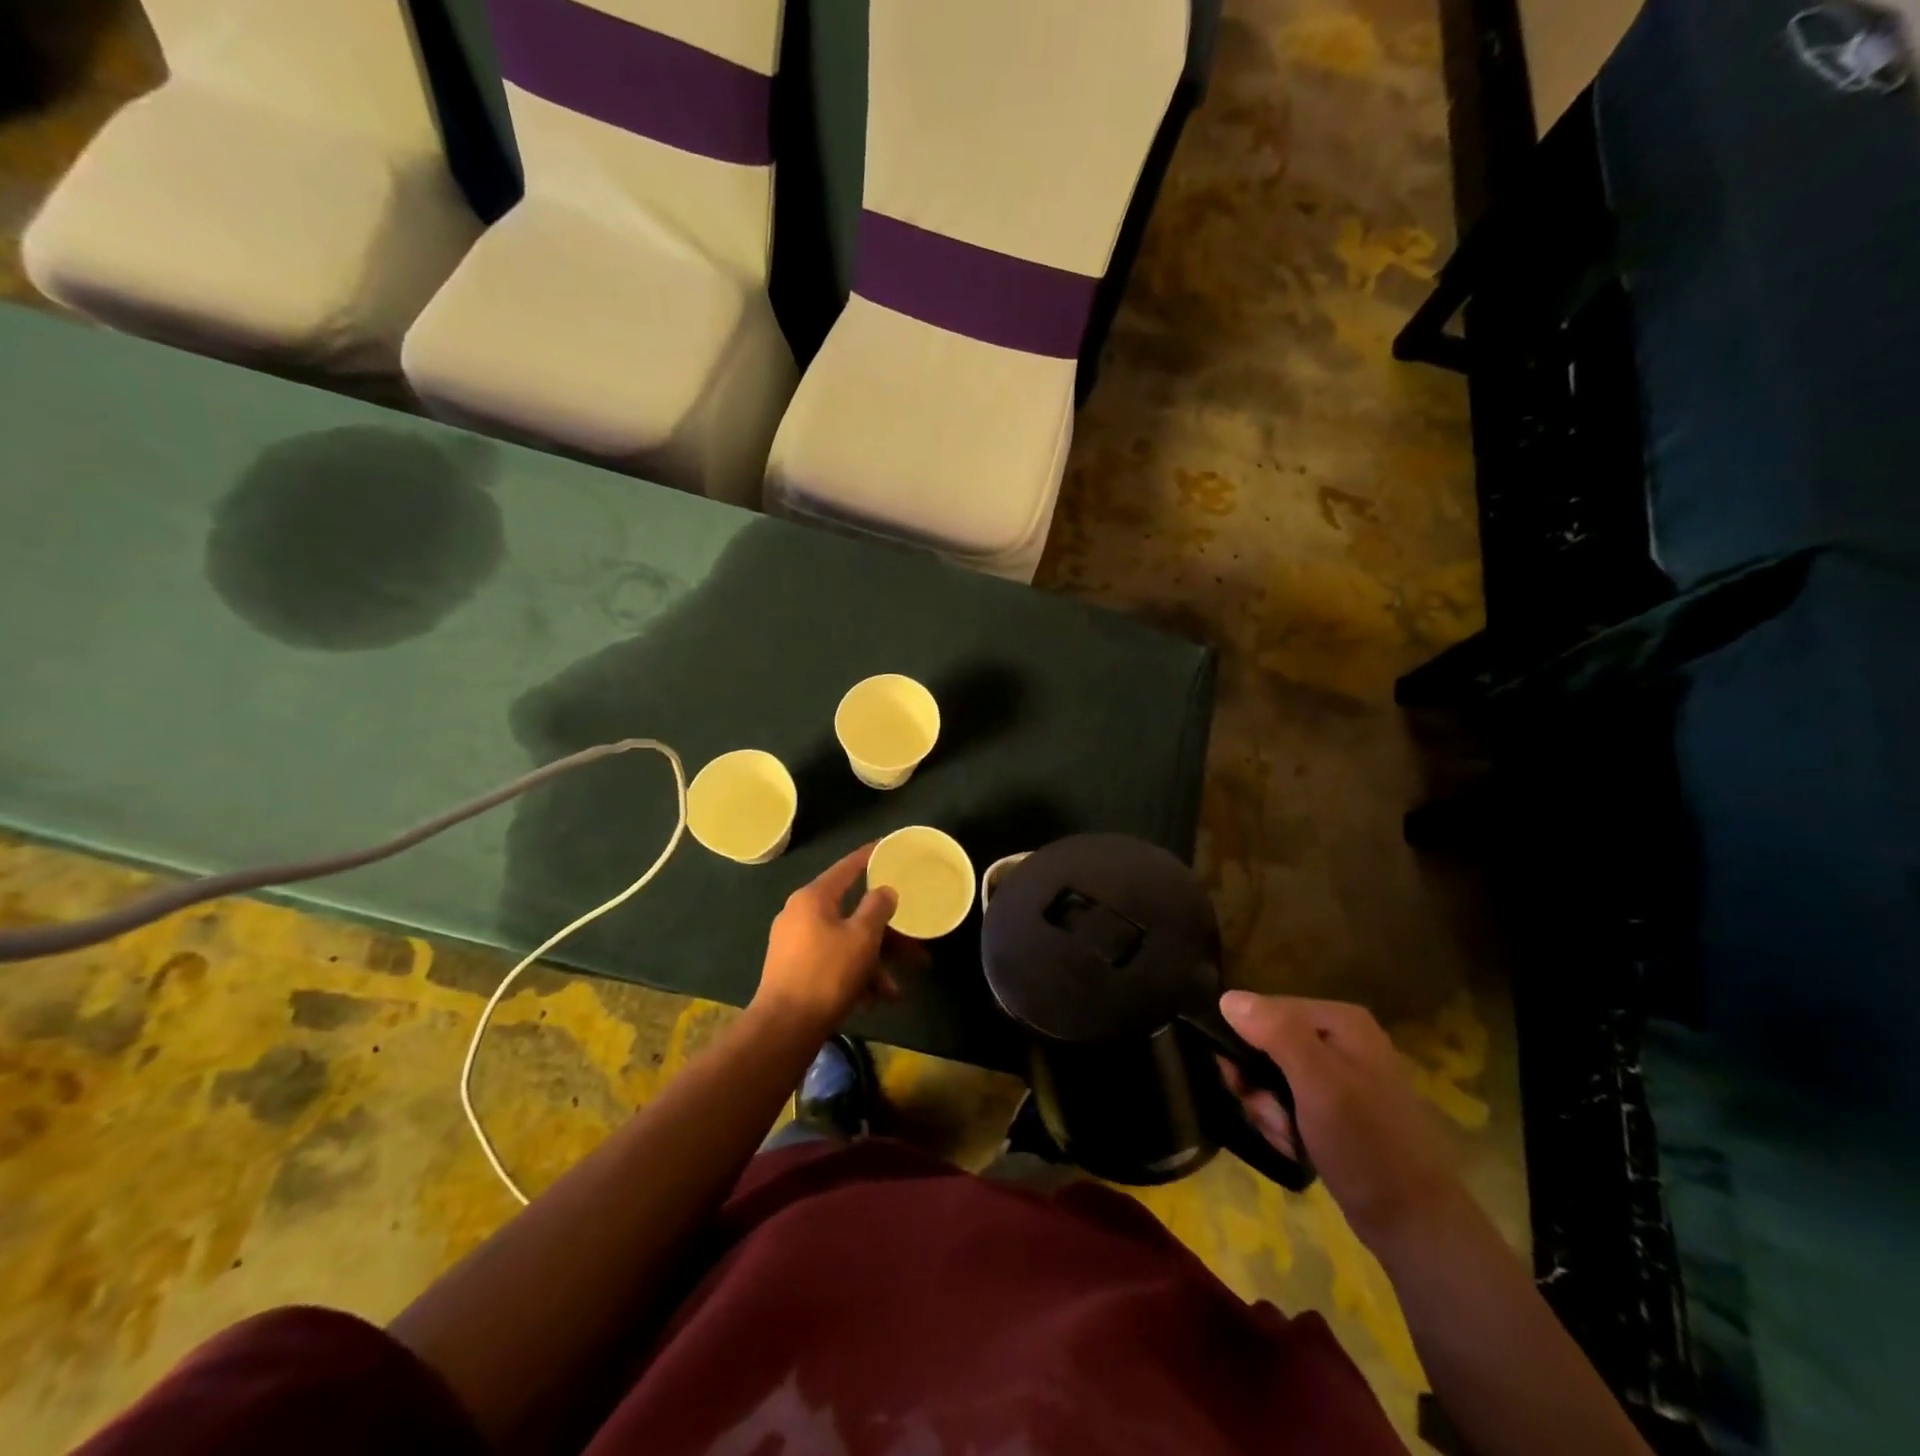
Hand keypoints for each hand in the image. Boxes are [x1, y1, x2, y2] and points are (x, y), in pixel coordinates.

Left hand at [753, 844, 900, 1029]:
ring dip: (874, 963)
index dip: (870, 856)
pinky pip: (833, 963)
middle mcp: (801, 915)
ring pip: (846, 943)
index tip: (888, 846)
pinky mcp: (795, 970)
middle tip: (915, 943)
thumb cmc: (827, 974)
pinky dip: (855, 976)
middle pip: (852, 913)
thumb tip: (884, 891)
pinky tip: (877, 1001)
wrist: (784, 1028)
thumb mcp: (862, 938)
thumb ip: (878, 908)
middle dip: (886, 933)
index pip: (847, 867)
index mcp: (814, 898)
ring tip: (896, 989)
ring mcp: (795, 944)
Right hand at [1220, 992, 1465, 1247]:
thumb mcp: (1318, 1083)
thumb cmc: (1366, 1144)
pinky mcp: (1337, 1109)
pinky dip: (1284, 1125)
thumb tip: (1228, 998)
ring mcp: (1339, 1075)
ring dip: (1269, 1110)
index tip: (1242, 1082)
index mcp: (1341, 1020)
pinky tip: (1297, 1147)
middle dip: (1258, 1083)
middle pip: (1266, 1043)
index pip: (1264, 1010)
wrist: (1414, 1224)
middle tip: (1271, 1115)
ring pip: (1272, 1076)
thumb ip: (1276, 1033)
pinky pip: (1289, 1102)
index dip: (1245, 1043)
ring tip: (1288, 1138)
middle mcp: (1340, 1039)